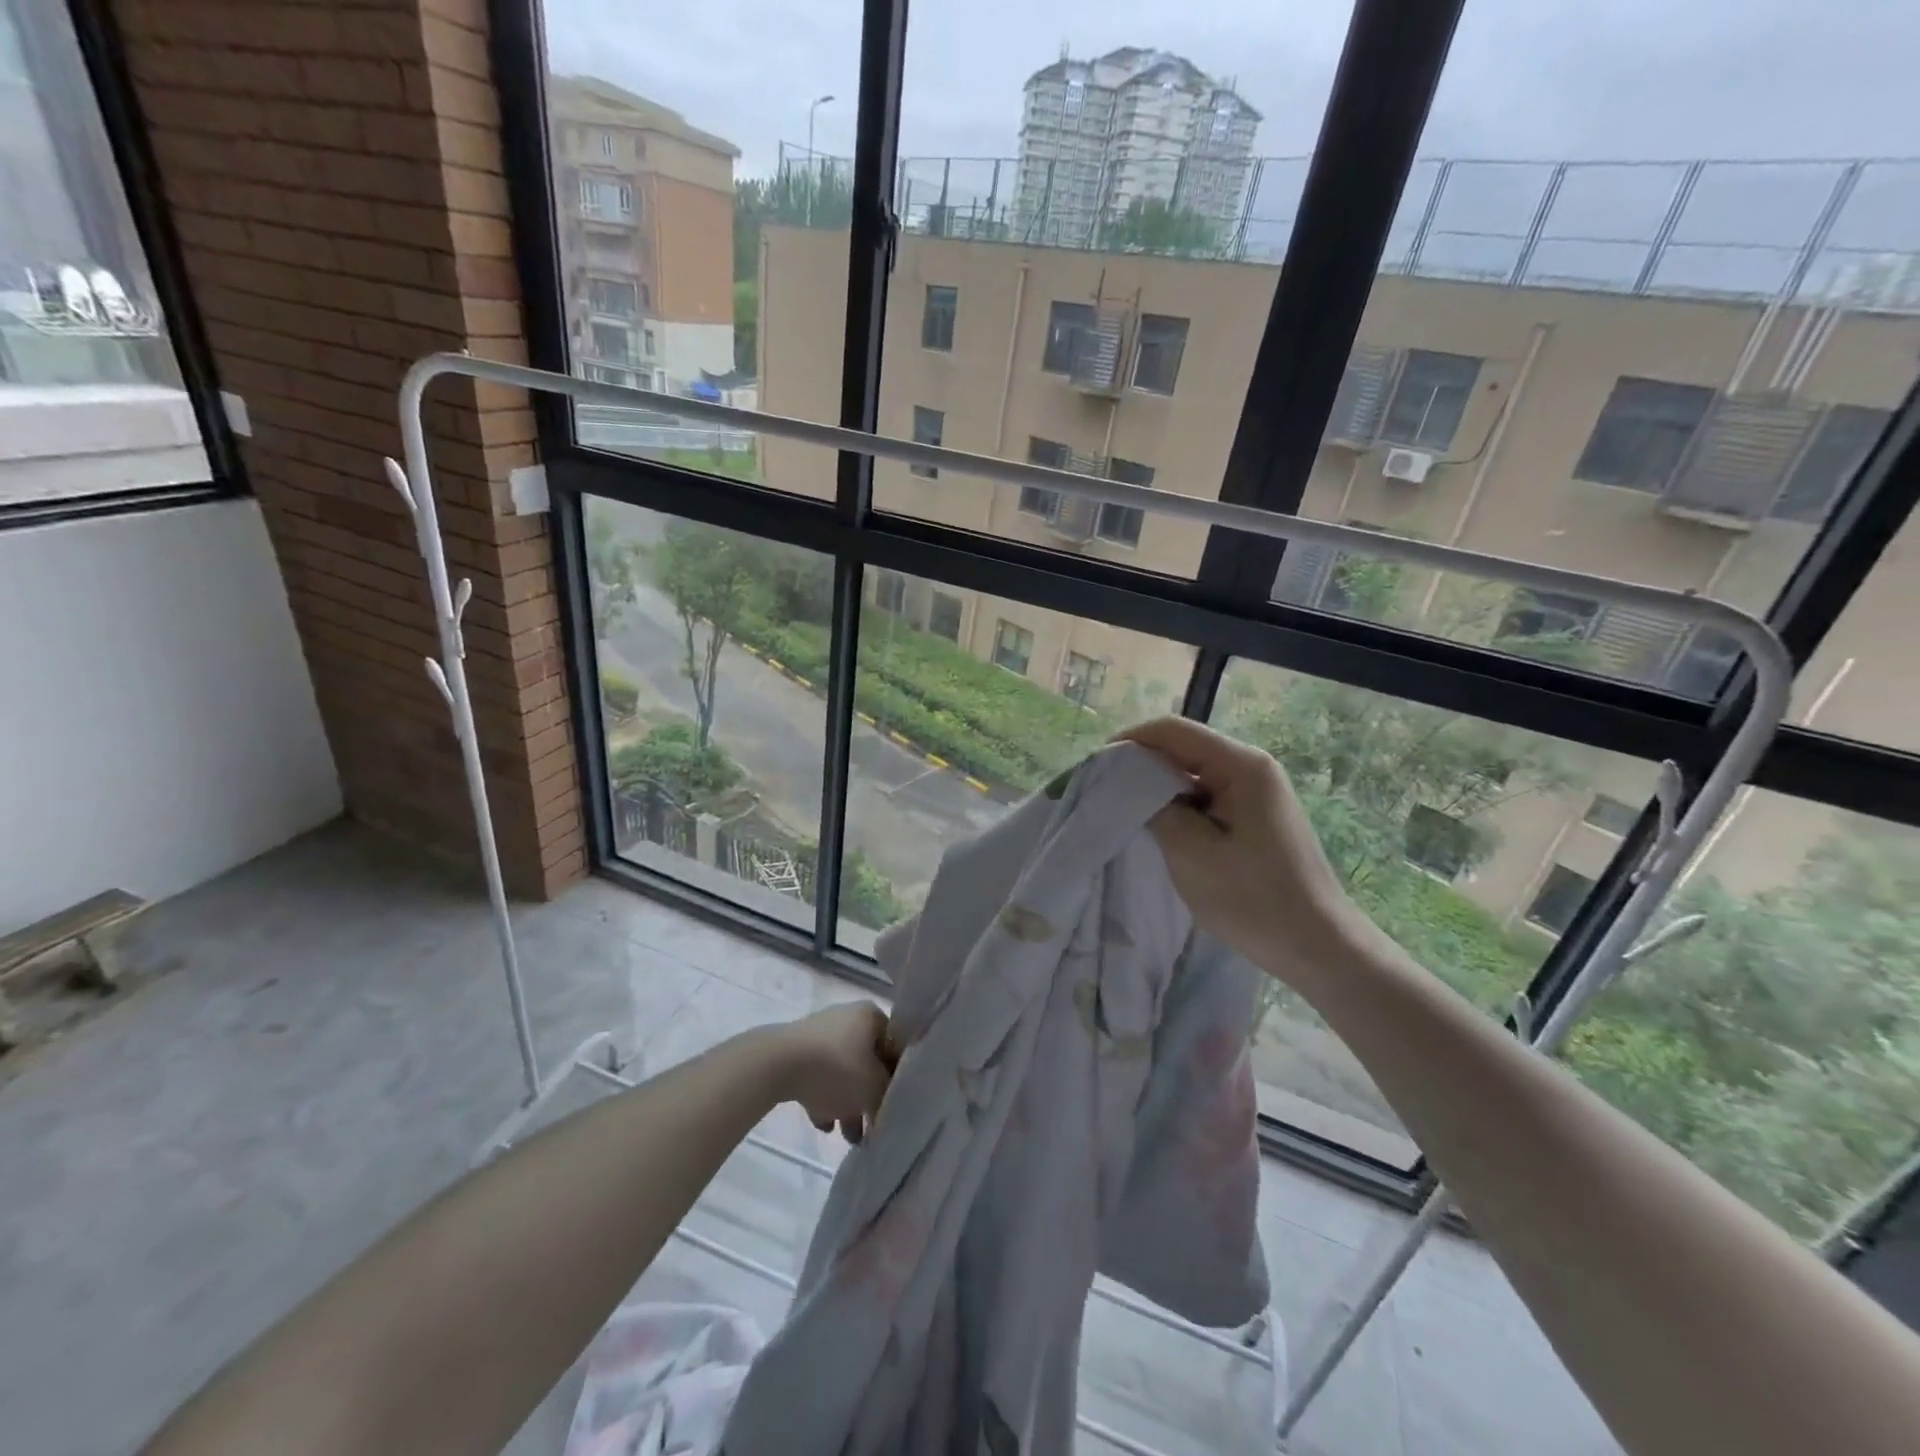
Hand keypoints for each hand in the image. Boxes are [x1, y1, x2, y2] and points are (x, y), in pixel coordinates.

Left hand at [768, 1002, 896, 1144]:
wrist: (778, 1064)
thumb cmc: (837, 1069)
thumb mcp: (874, 1087)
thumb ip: (888, 1094)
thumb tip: (887, 1099)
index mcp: (871, 1016)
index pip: (895, 1047)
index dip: (898, 1078)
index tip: (896, 1104)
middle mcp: (848, 1017)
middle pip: (867, 1061)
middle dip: (869, 1097)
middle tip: (872, 1126)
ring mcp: (820, 1033)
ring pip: (842, 1071)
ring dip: (847, 1103)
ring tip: (848, 1137)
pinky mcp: (797, 1050)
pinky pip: (818, 1075)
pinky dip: (823, 1097)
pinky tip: (823, 1124)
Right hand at [1120, 717, 1354, 976]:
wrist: (1318, 947)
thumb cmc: (1255, 900)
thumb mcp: (1192, 854)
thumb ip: (1156, 808)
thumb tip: (1129, 782)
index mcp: (1242, 765)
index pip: (1173, 730)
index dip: (1129, 741)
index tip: (1094, 767)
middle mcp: (1252, 766)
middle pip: (1183, 746)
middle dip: (1140, 764)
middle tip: (1103, 791)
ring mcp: (1256, 789)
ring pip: (1192, 771)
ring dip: (1158, 785)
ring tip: (1124, 809)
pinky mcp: (1255, 812)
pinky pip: (1206, 793)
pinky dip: (1178, 803)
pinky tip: (1159, 825)